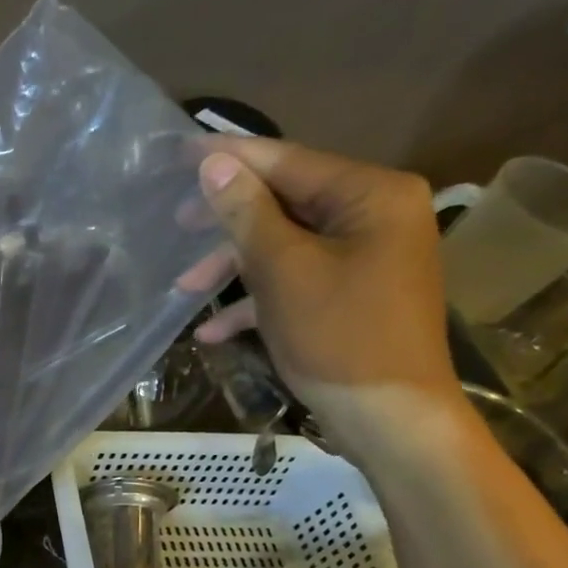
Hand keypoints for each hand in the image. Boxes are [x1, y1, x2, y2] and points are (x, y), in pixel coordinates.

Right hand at [184, 137, 460, 443]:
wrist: (390, 418)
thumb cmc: (338, 337)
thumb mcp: (283, 271)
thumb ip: (247, 214)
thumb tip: (214, 164)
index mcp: (371, 195)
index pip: (289, 162)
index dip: (232, 158)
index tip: (181, 150)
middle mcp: (375, 215)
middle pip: (286, 203)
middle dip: (228, 222)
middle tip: (177, 225)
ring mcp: (366, 256)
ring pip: (286, 245)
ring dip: (234, 268)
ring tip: (185, 291)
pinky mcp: (353, 293)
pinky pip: (298, 280)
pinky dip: (258, 299)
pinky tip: (214, 331)